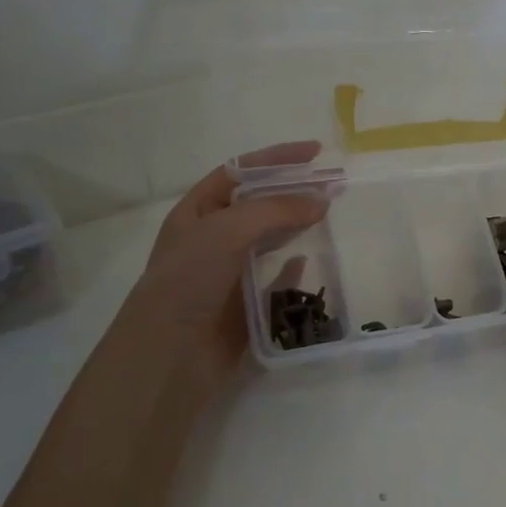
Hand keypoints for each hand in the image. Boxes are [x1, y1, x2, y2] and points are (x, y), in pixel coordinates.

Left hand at [118, 142, 327, 387]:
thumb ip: (276, 210)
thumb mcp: (227, 230)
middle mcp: (212, 238)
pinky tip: (307, 262)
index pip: (239, 172)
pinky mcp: (246, 304)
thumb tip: (322, 200)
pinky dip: (292, 269)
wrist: (171, 354)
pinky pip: (275, 280)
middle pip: (259, 204)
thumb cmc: (190, 280)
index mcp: (197, 212)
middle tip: (334, 184)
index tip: (315, 152)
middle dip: (294, 191)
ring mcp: (229, 272)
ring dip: (297, 225)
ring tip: (329, 215)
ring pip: (269, 238)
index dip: (276, 158)